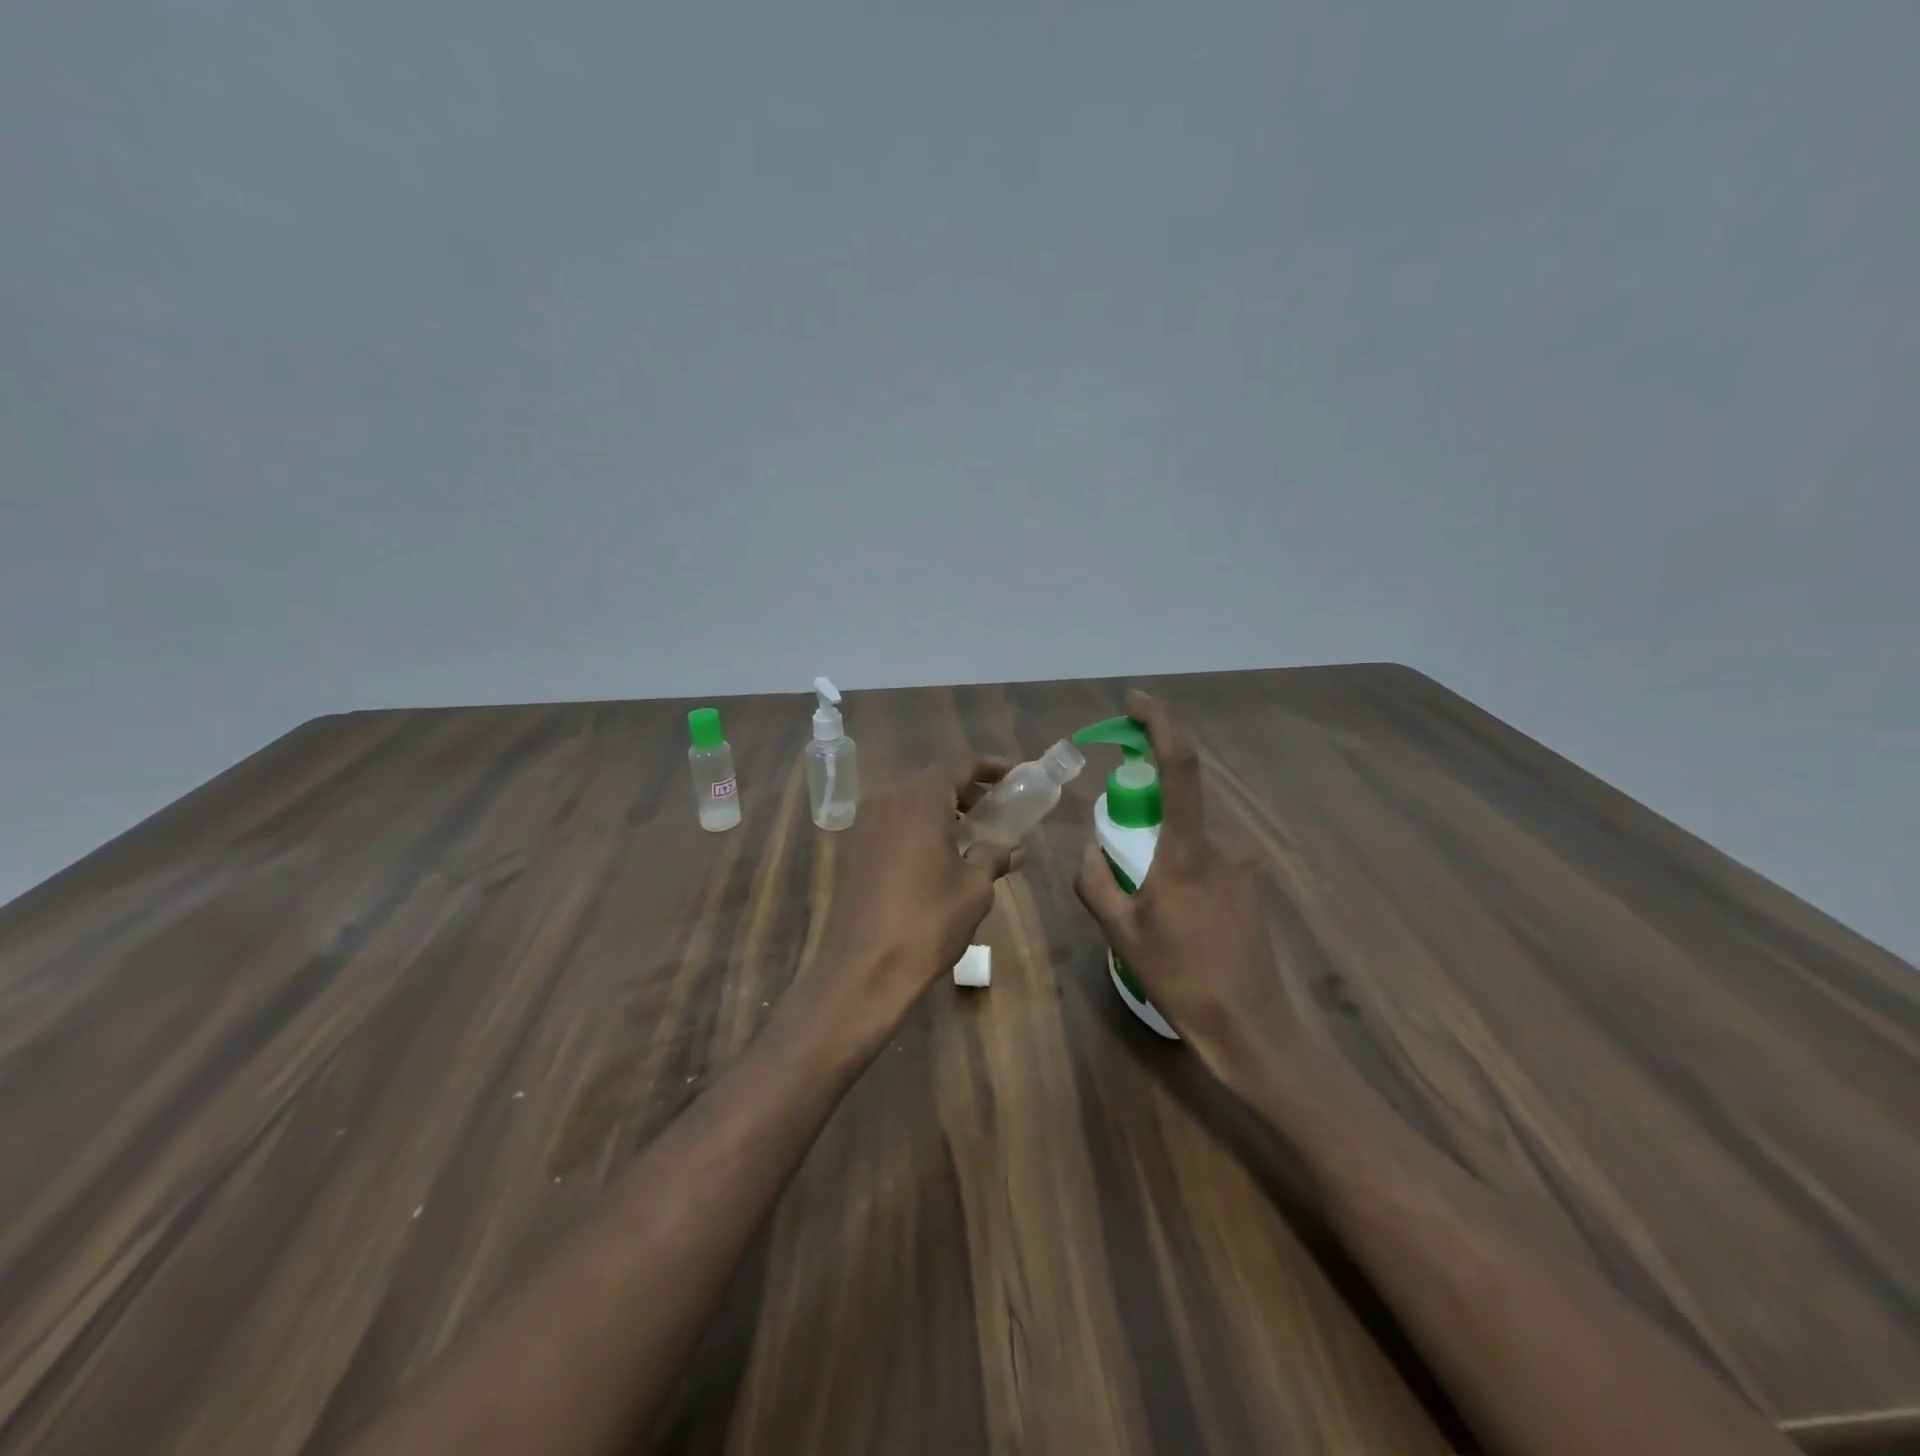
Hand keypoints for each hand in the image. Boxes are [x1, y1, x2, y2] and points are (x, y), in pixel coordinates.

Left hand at [804, 757, 1020, 1046]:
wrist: (863, 969)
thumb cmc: (928, 921)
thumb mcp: (974, 888)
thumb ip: (993, 856)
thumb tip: (1012, 848)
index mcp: (920, 800)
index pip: (958, 766)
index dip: (988, 768)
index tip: (1012, 776)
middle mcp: (887, 801)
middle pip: (931, 782)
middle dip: (964, 791)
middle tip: (993, 809)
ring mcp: (864, 825)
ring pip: (908, 803)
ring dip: (939, 811)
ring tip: (967, 835)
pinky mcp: (851, 851)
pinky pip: (890, 825)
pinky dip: (915, 829)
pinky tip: (933, 858)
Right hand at [1073, 690, 1294, 1074]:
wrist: (1250, 1028)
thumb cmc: (1181, 978)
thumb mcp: (1120, 932)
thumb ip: (1094, 882)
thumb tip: (1092, 852)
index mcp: (1186, 852)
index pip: (1179, 767)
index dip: (1160, 724)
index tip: (1136, 701)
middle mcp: (1222, 846)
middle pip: (1179, 803)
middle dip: (1145, 810)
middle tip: (1124, 858)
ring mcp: (1243, 867)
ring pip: (1191, 838)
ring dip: (1163, 852)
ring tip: (1152, 911)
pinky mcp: (1253, 887)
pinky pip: (1207, 861)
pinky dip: (1183, 873)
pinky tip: (1178, 923)